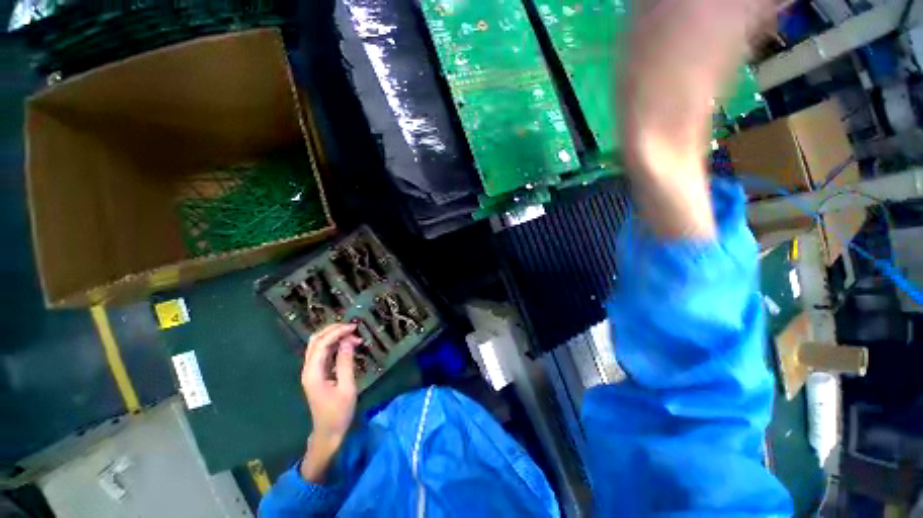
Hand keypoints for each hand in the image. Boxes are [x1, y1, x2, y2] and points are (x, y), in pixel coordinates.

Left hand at [299, 323, 360, 481]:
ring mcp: (312, 371)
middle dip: (333, 330)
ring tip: (354, 335)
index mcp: (313, 373)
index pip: (322, 344)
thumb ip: (346, 363)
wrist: (328, 433)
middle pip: (316, 341)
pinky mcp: (318, 374)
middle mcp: (309, 369)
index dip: (337, 332)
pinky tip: (348, 345)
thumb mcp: (347, 387)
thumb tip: (349, 341)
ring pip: (319, 345)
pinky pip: (324, 353)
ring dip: (334, 336)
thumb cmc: (339, 413)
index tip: (354, 327)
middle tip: (352, 327)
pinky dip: (335, 345)